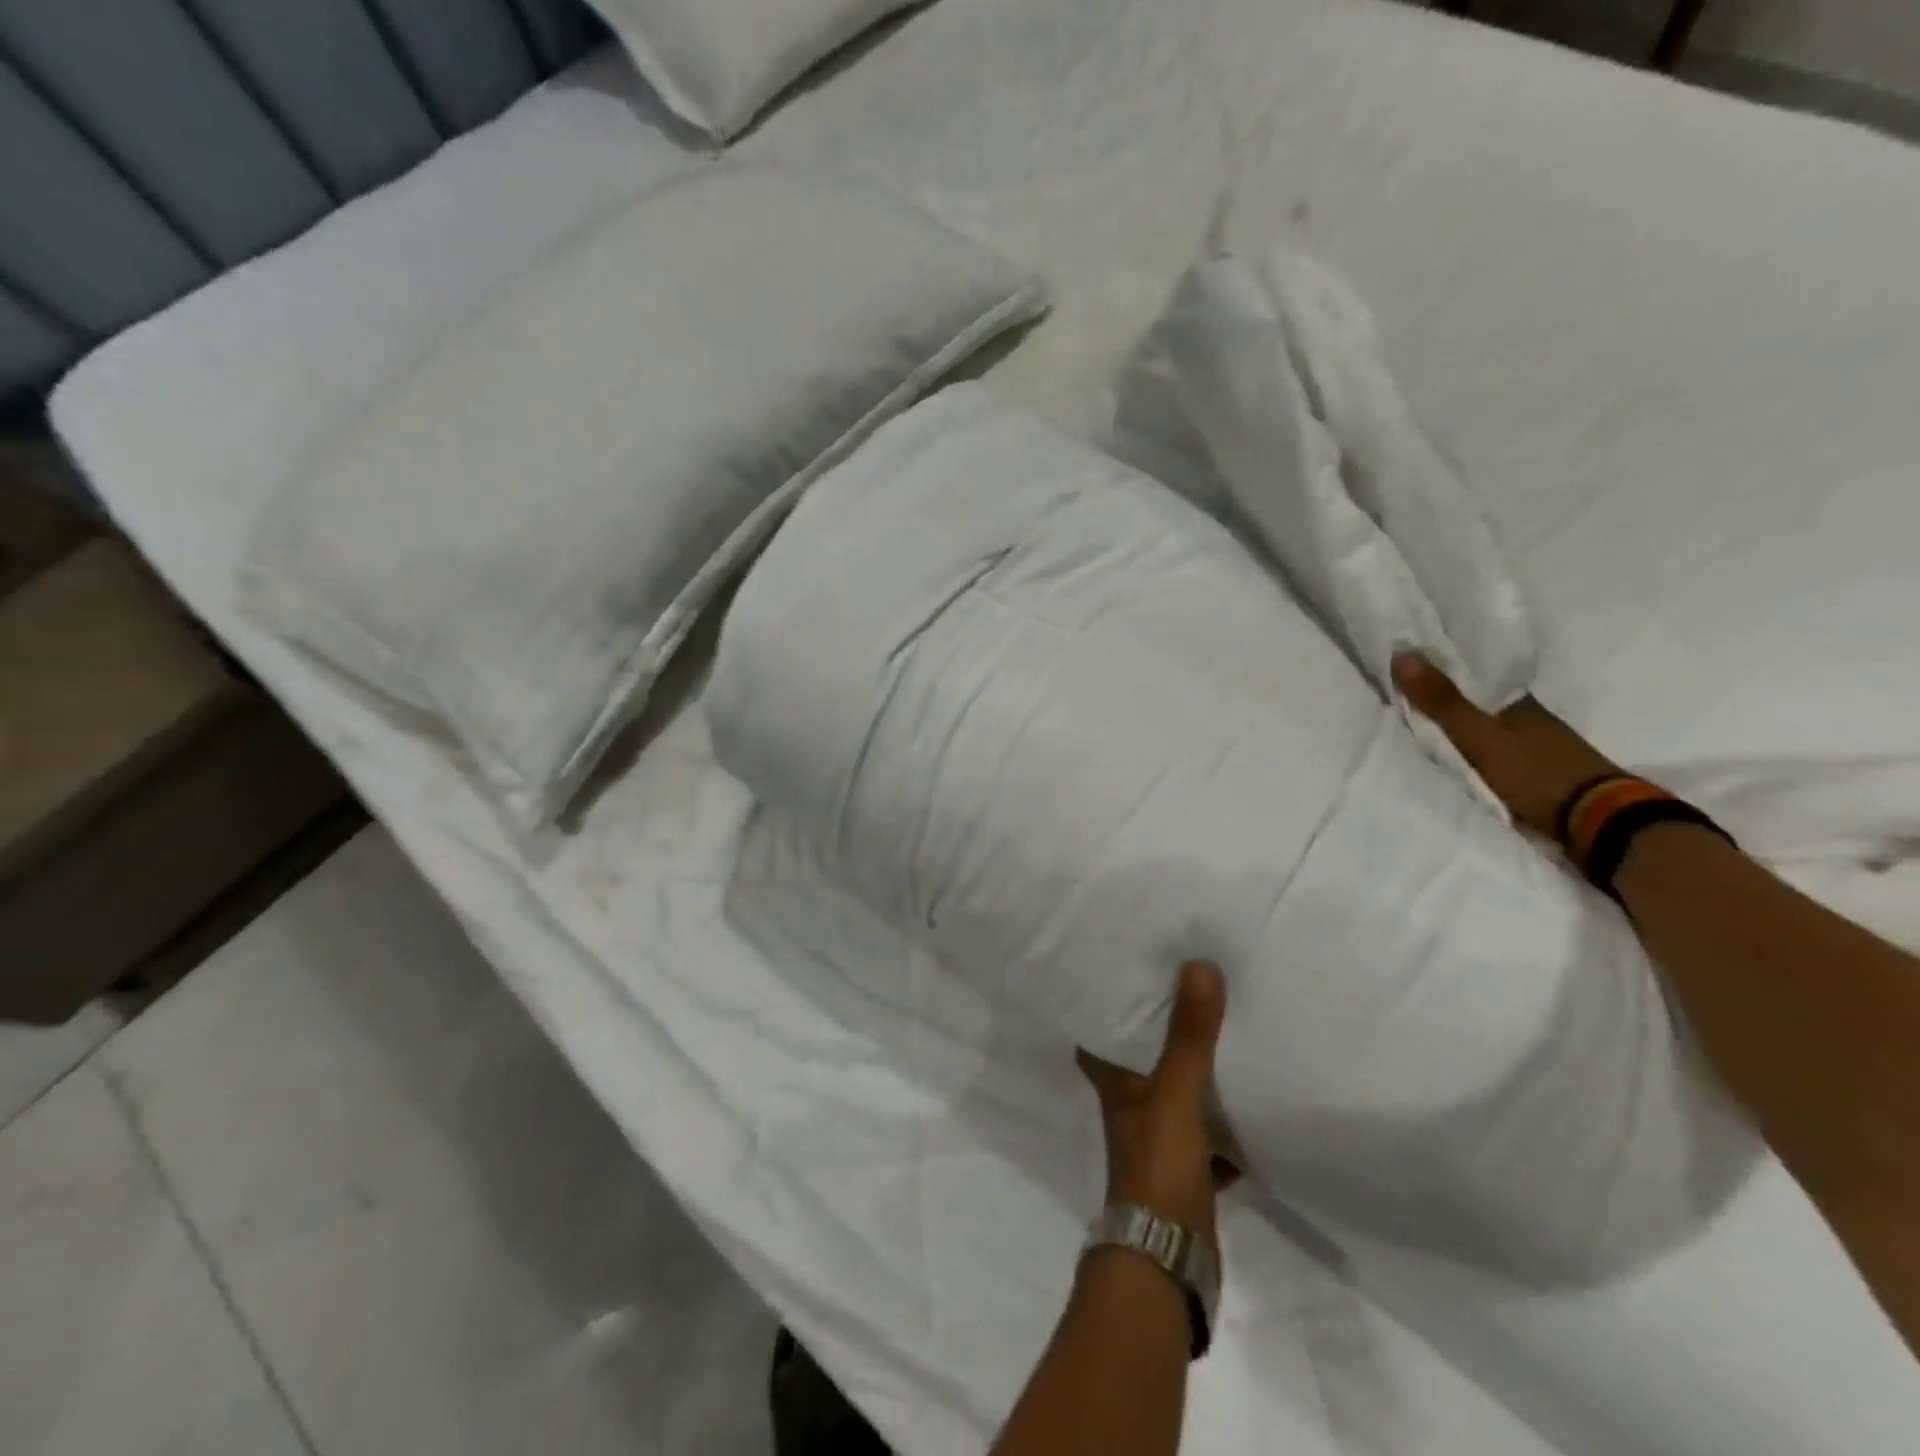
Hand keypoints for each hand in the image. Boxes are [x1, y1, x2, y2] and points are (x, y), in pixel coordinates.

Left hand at [1077, 962, 1241, 1255]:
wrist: (1170, 1257)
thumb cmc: (1159, 1163)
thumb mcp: (1175, 1091)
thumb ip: (1188, 1034)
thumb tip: (1198, 964)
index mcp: (1115, 1083)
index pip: (1098, 1032)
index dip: (1105, 1004)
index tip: (1124, 972)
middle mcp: (1130, 1105)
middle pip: (1142, 1059)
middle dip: (1162, 1032)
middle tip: (1188, 991)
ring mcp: (1158, 1138)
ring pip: (1177, 1092)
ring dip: (1197, 1072)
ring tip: (1225, 1032)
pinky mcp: (1186, 1167)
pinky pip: (1207, 1131)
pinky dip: (1224, 1120)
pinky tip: (1250, 1099)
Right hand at [1391, 654, 1620, 837]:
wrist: (1598, 823)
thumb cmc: (1536, 773)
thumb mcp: (1480, 736)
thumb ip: (1443, 702)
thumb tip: (1402, 653)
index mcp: (1516, 702)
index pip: (1472, 678)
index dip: (1440, 673)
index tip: (1406, 669)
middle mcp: (1528, 719)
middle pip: (1478, 705)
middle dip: (1446, 702)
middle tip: (1404, 699)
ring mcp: (1536, 748)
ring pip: (1486, 731)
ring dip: (1459, 730)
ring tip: (1420, 730)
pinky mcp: (1537, 775)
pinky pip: (1493, 756)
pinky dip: (1472, 754)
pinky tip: (1455, 758)